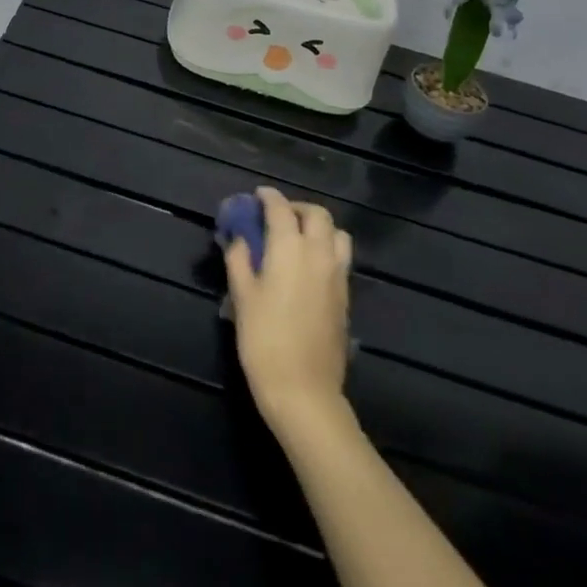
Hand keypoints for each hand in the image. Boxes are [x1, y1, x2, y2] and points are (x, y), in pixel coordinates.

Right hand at [223, 187, 352, 434]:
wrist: (304, 391)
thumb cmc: (264, 340)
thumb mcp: (242, 296)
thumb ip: (240, 259)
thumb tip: (240, 238)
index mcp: (290, 248)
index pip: (281, 208)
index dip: (268, 197)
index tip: (257, 195)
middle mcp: (319, 254)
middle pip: (317, 215)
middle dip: (297, 208)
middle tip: (276, 216)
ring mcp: (338, 276)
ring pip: (337, 234)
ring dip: (318, 227)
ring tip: (297, 238)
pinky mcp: (346, 297)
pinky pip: (341, 258)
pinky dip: (326, 249)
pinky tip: (308, 266)